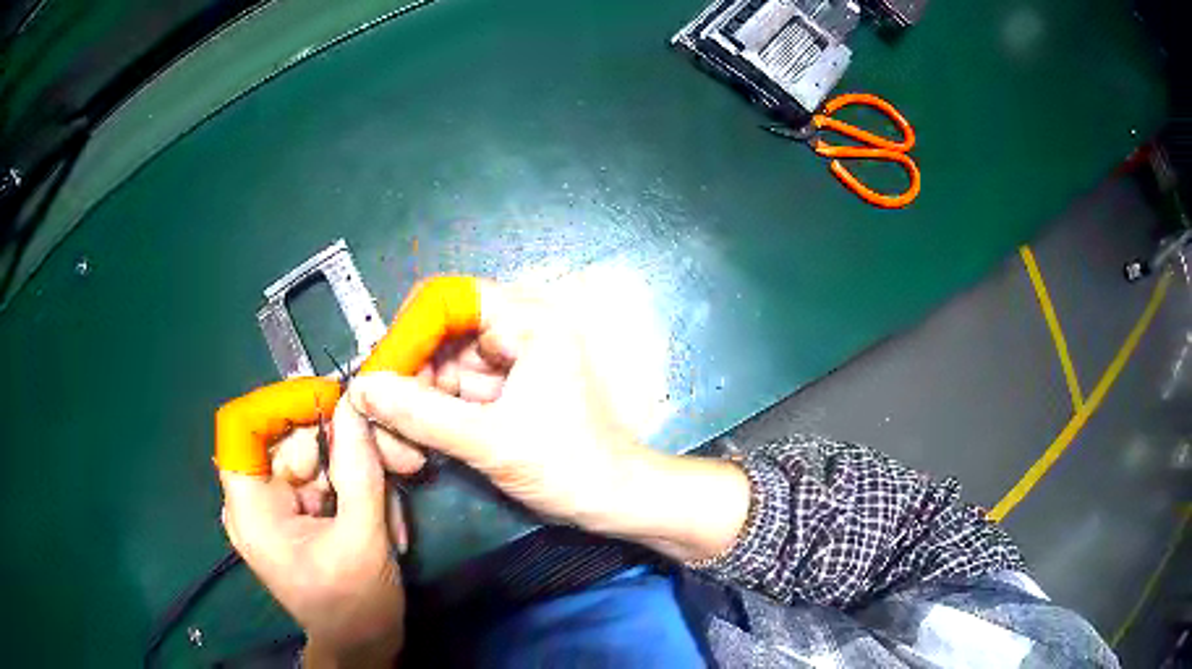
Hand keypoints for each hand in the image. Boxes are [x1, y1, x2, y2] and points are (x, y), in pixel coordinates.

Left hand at [220, 401, 403, 667]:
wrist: (362, 647)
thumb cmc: (354, 607)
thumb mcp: (363, 539)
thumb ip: (359, 469)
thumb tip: (355, 403)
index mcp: (251, 508)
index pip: (242, 425)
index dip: (282, 404)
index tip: (333, 403)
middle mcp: (255, 499)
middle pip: (289, 439)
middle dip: (345, 446)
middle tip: (399, 461)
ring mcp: (276, 505)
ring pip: (315, 457)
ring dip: (361, 476)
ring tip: (394, 517)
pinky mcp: (296, 512)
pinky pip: (325, 479)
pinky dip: (357, 491)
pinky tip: (385, 523)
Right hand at [348, 281, 751, 562]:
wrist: (611, 501)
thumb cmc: (567, 466)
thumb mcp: (490, 440)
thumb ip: (422, 415)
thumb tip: (363, 389)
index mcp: (528, 321)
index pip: (448, 299)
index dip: (410, 331)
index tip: (381, 374)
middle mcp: (515, 331)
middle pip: (438, 335)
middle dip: (408, 377)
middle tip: (380, 418)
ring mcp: (506, 363)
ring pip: (439, 367)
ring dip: (414, 402)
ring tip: (398, 445)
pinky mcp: (499, 392)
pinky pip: (451, 392)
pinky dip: (430, 415)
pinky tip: (416, 445)